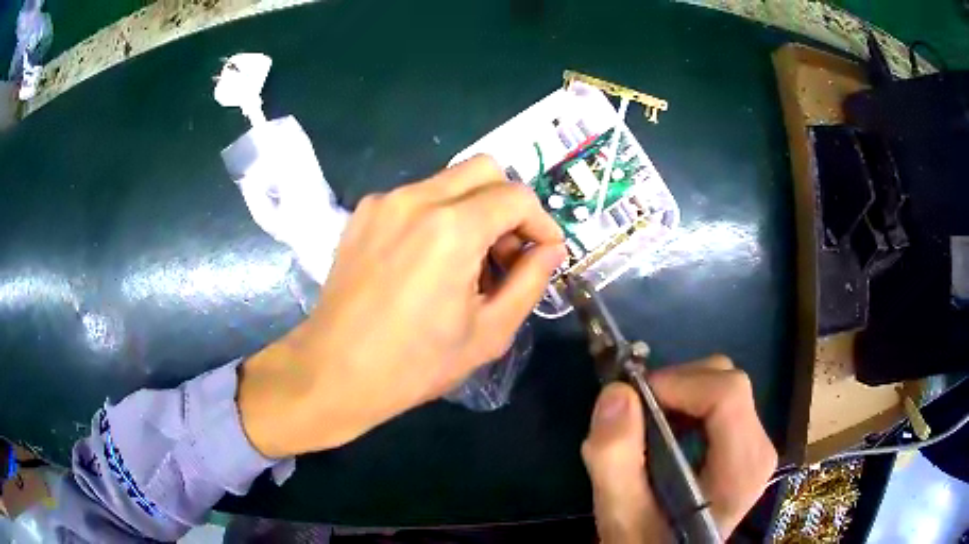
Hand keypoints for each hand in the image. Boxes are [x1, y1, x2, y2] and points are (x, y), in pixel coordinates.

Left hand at [238, 156, 565, 456]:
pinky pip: (417, 196)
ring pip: (449, 181)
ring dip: (474, 210)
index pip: (516, 196)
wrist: (334, 371)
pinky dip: (439, 215)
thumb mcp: (488, 332)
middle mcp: (416, 198)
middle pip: (484, 169)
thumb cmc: (415, 364)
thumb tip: (551, 249)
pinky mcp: (364, 213)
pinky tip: (430, 261)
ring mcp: (384, 201)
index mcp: (452, 228)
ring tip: (468, 264)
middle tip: (507, 252)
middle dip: (508, 204)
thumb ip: (529, 282)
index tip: (544, 252)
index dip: (541, 221)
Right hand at [581, 356, 776, 541]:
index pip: (727, 394)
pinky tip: (663, 431)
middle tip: (634, 412)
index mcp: (741, 469)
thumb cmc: (646, 543)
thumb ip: (615, 459)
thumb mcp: (621, 515)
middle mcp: (759, 449)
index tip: (632, 398)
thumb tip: (617, 392)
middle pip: (727, 383)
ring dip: (678, 393)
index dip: (678, 383)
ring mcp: (756, 445)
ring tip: (645, 424)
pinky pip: (720, 400)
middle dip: (675, 386)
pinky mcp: (745, 444)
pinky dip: (686, 403)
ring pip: (723, 386)